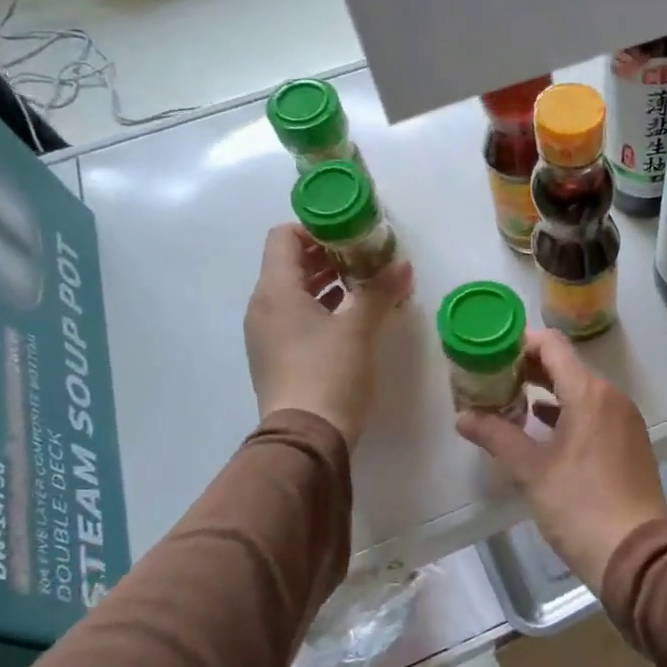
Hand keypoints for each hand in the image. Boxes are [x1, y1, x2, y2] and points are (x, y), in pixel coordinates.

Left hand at [244, 224, 412, 444]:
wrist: (306, 438)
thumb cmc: (329, 373)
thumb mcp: (359, 328)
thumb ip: (379, 290)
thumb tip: (402, 264)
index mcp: (275, 290)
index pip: (283, 236)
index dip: (316, 228)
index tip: (352, 234)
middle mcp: (263, 307)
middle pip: (290, 263)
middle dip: (329, 254)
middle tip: (367, 257)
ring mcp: (267, 334)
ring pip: (295, 291)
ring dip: (328, 281)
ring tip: (366, 284)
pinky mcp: (277, 357)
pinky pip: (297, 316)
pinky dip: (322, 307)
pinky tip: (354, 317)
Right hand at [455, 329, 666, 589]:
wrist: (636, 553)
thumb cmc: (580, 506)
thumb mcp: (531, 471)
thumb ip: (496, 437)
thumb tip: (463, 417)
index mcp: (589, 394)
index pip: (552, 346)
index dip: (520, 343)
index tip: (491, 353)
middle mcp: (612, 397)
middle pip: (566, 366)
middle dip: (528, 369)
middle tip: (491, 379)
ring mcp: (625, 419)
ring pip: (581, 391)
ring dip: (547, 392)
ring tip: (509, 402)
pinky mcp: (630, 441)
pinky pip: (595, 412)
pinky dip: (567, 413)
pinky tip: (542, 428)